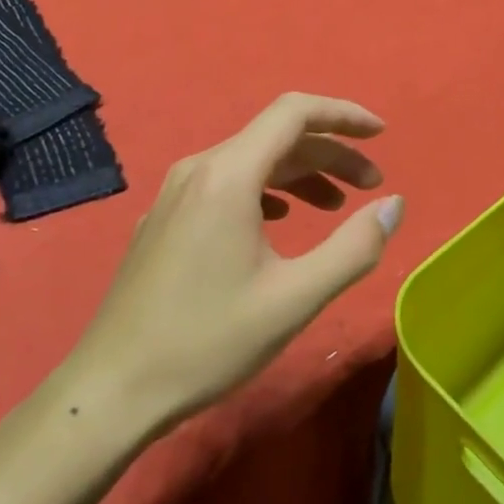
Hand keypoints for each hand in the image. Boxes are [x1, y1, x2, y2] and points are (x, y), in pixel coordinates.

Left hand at [63, 93, 403, 433]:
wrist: (110, 391)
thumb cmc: (207, 342)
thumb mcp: (295, 298)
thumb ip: (354, 247)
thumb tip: (393, 205)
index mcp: (229, 174)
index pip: (295, 112)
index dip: (343, 115)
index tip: (380, 134)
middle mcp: (200, 168)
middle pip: (277, 136)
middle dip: (330, 153)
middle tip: (371, 185)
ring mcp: (176, 192)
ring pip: (252, 160)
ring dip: (301, 173)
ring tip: (336, 205)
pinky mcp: (165, 217)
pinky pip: (227, 183)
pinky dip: (268, 190)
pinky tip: (280, 222)